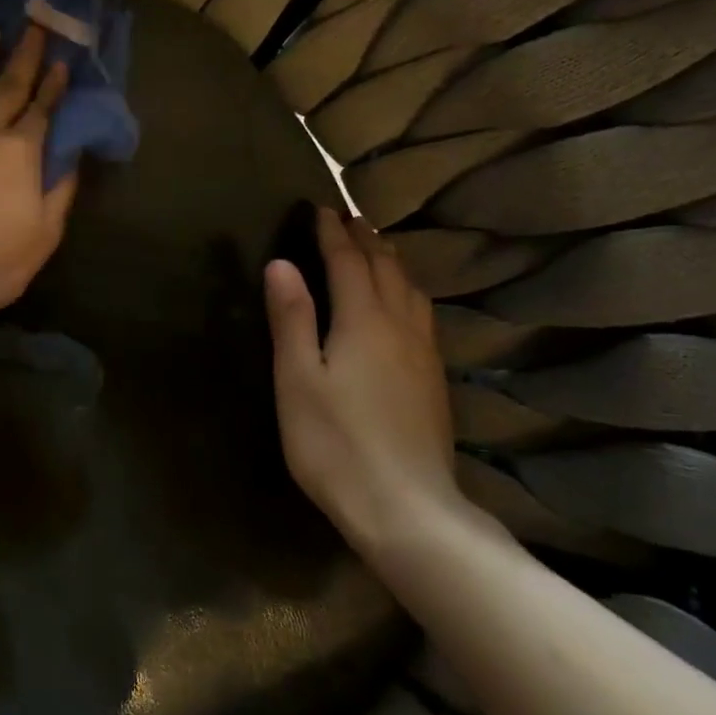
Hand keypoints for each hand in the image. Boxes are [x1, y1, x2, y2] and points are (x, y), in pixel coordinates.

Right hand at [265, 207, 465, 554]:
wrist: (406, 507)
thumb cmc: (334, 443)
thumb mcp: (297, 379)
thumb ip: (292, 318)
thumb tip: (281, 263)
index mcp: (363, 320)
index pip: (347, 261)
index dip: (331, 232)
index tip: (318, 207)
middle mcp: (400, 325)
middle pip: (385, 267)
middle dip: (364, 237)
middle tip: (346, 216)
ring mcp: (424, 353)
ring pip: (411, 288)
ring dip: (391, 259)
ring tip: (377, 247)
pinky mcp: (434, 378)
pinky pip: (423, 312)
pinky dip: (407, 289)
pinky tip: (405, 303)